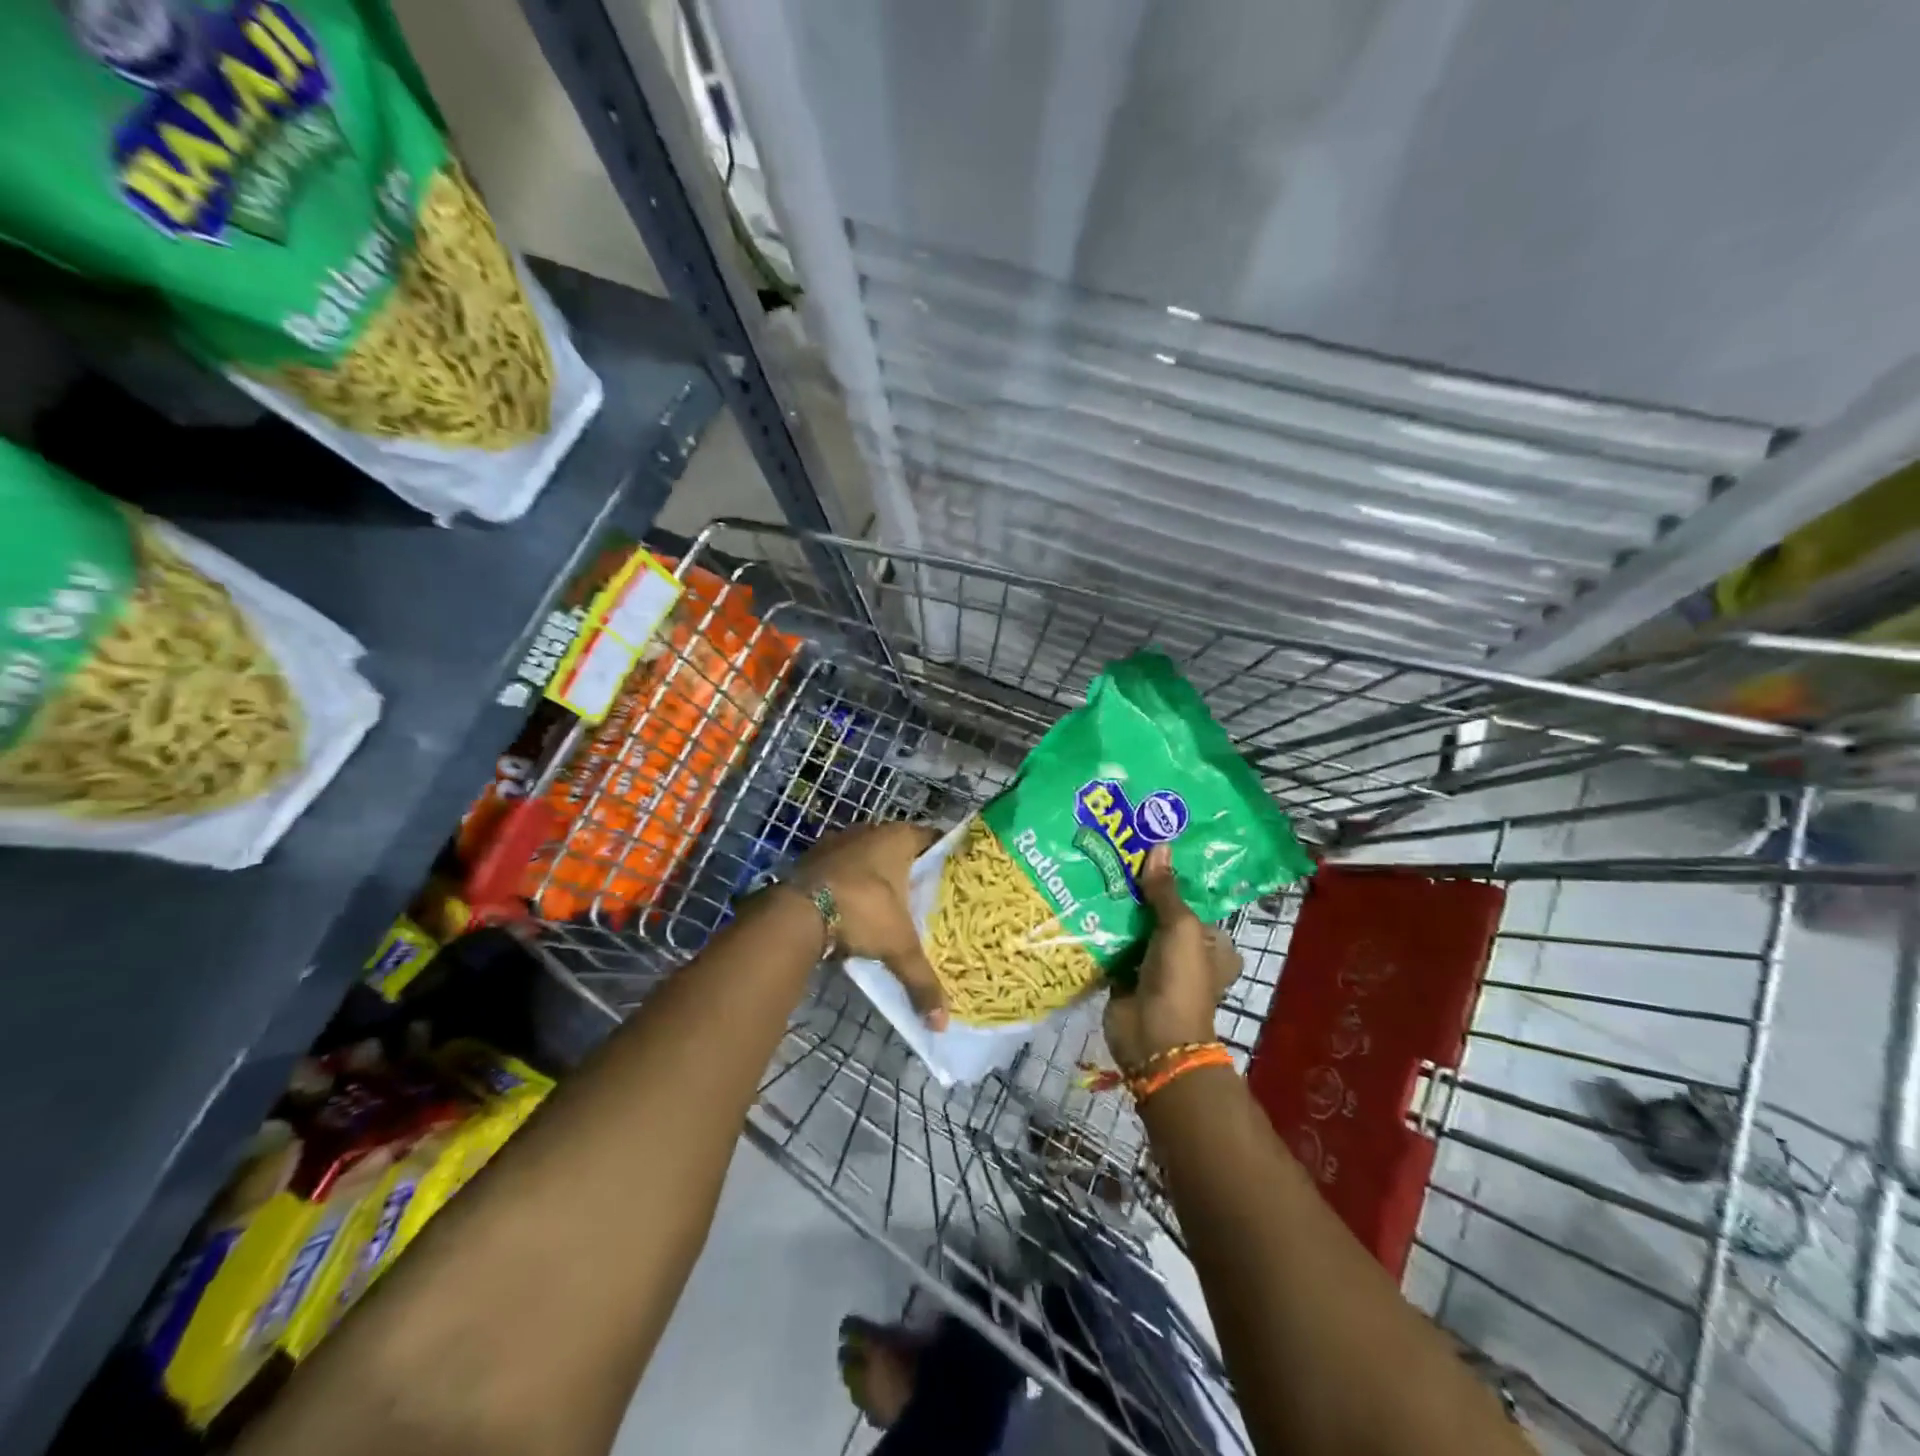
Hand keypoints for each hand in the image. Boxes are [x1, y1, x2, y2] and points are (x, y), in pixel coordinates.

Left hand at [794, 821, 948, 1029]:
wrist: (797, 910)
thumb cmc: (861, 911)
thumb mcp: (898, 946)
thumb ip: (922, 980)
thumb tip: (942, 1023)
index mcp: (898, 838)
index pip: (931, 838)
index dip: (943, 856)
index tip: (954, 877)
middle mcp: (869, 831)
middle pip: (898, 848)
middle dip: (909, 871)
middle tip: (925, 897)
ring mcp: (837, 842)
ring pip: (866, 857)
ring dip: (875, 878)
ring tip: (890, 907)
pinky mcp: (812, 859)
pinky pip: (840, 870)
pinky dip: (848, 885)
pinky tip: (854, 911)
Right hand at [1104, 844, 1240, 1069]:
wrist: (1153, 1038)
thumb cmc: (1180, 980)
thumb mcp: (1180, 927)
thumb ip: (1166, 890)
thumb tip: (1159, 846)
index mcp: (1211, 945)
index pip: (1193, 902)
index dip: (1174, 878)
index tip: (1148, 851)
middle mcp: (1184, 954)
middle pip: (1160, 913)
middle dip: (1139, 891)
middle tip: (1114, 855)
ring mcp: (1153, 967)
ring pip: (1134, 929)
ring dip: (1117, 909)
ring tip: (1094, 870)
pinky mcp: (1125, 978)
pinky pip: (1111, 947)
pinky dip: (1099, 932)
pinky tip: (1081, 904)